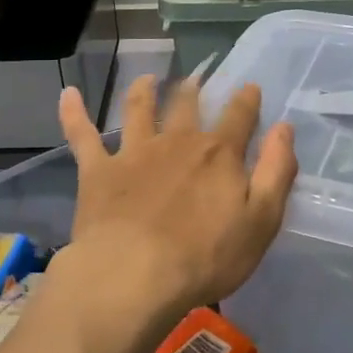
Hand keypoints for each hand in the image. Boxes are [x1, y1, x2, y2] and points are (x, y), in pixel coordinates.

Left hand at [56, 75, 297, 322]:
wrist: (134, 274)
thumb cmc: (206, 256)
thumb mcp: (261, 221)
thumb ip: (276, 171)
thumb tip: (284, 128)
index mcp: (218, 154)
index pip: (239, 117)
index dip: (247, 100)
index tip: (250, 87)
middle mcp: (176, 142)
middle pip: (187, 106)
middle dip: (194, 90)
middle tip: (196, 78)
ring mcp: (134, 153)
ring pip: (138, 110)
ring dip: (143, 91)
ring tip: (147, 79)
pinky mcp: (98, 171)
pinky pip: (83, 135)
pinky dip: (74, 113)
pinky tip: (68, 94)